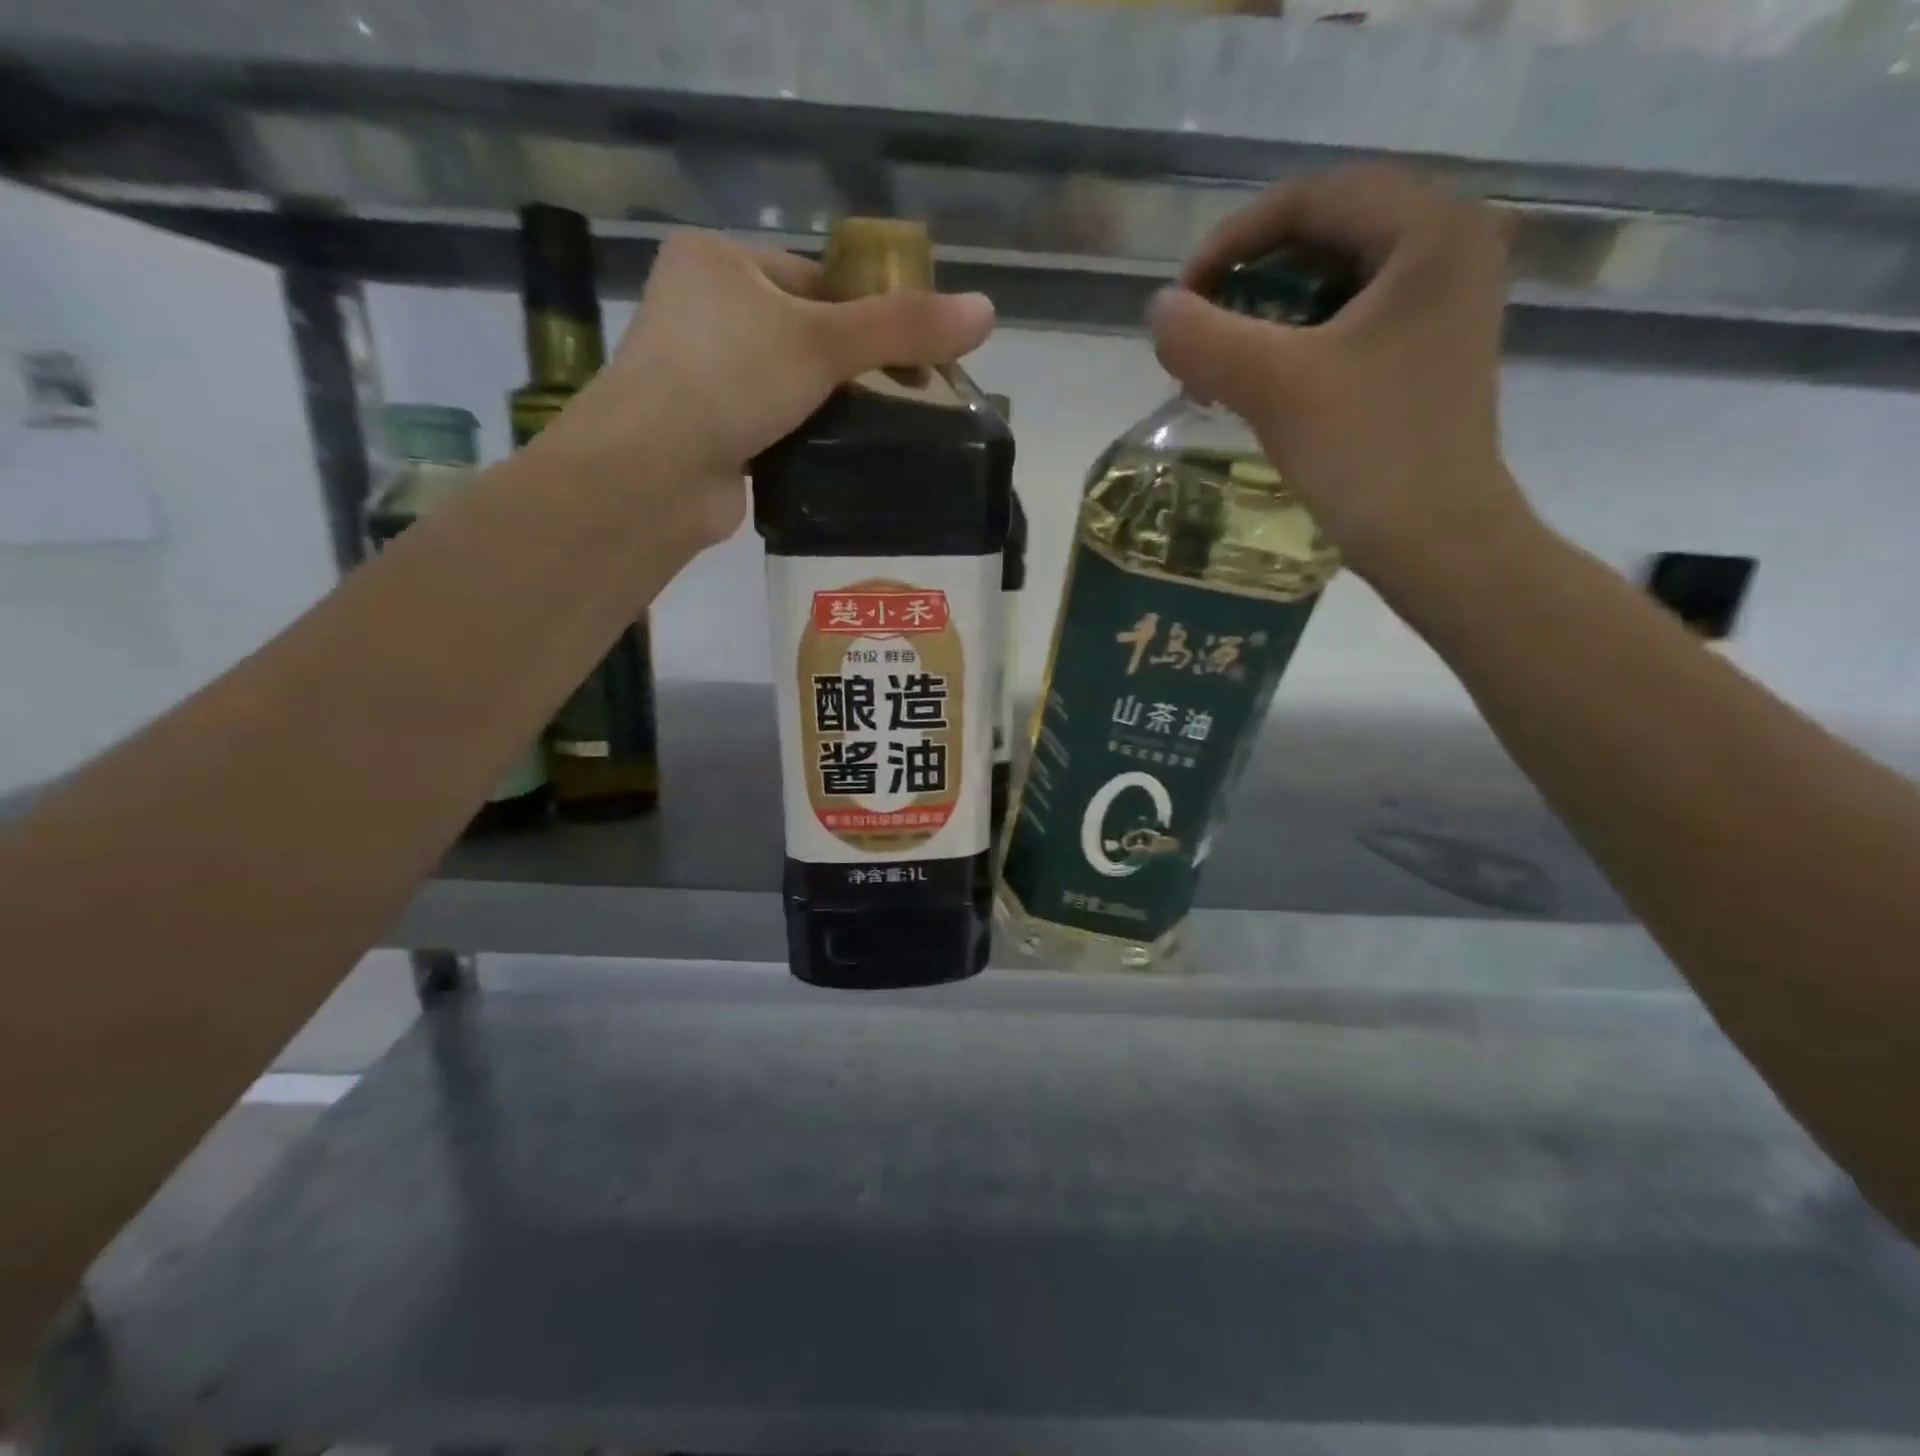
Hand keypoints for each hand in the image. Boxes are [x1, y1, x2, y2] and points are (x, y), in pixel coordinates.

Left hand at [535, 230, 996, 546]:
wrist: (654, 472)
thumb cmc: (730, 379)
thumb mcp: (824, 341)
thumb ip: (903, 327)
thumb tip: (987, 311)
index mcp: (718, 261)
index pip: (814, 277)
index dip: (868, 312)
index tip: (912, 354)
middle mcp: (702, 310)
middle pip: (803, 332)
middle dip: (852, 367)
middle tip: (905, 398)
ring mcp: (699, 375)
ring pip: (788, 384)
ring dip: (830, 407)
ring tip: (881, 432)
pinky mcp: (707, 432)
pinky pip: (772, 425)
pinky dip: (804, 439)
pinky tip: (838, 457)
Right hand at [1148, 167, 1533, 587]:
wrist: (1437, 542)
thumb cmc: (1368, 455)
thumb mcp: (1275, 387)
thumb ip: (1205, 338)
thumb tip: (1158, 311)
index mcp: (1431, 231)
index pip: (1312, 197)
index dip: (1232, 241)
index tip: (1183, 300)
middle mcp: (1450, 248)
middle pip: (1323, 235)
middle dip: (1248, 283)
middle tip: (1199, 336)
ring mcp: (1443, 302)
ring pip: (1331, 281)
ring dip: (1264, 317)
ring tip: (1219, 368)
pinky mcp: (1426, 349)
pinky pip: (1346, 321)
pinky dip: (1294, 343)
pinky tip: (1259, 384)